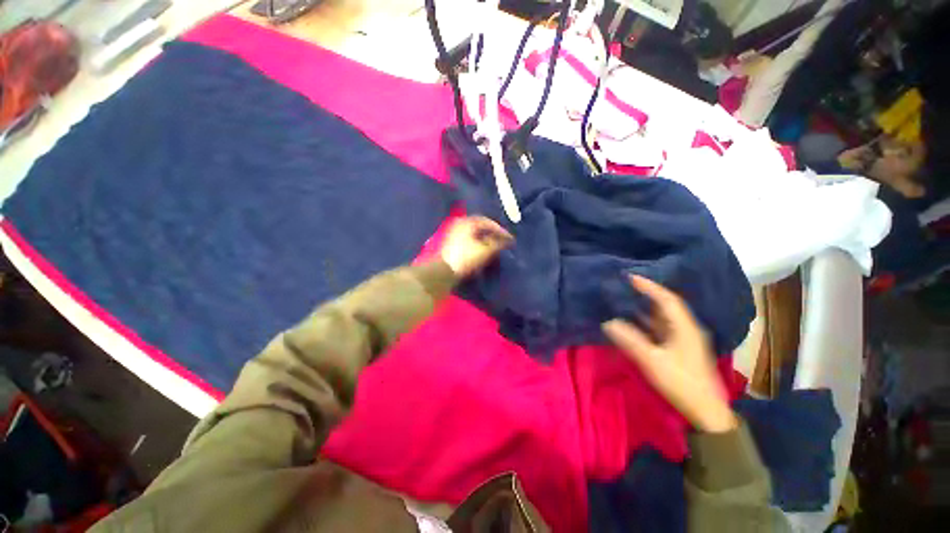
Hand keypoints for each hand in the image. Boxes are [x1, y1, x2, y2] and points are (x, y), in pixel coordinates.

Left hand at [439, 216, 512, 277]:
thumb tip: (507, 239)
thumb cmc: (466, 258)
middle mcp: (460, 223)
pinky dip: (478, 241)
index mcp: (467, 222)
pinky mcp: (452, 242)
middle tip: (502, 240)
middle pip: (480, 225)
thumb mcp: (485, 250)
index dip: (500, 230)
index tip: (509, 238)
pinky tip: (483, 249)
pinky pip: (469, 237)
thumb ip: (498, 242)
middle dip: (492, 233)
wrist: (445, 271)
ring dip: (485, 237)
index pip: (488, 222)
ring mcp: (454, 232)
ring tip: (494, 245)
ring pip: (474, 232)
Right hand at [603, 275, 737, 433]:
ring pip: (663, 317)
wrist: (705, 411)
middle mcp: (686, 328)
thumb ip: (630, 340)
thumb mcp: (652, 361)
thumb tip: (608, 322)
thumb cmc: (681, 382)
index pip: (667, 299)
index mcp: (684, 327)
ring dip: (645, 308)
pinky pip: (661, 328)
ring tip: (626, 299)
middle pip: (666, 305)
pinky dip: (647, 322)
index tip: (630, 277)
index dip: (649, 287)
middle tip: (625, 286)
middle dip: (646, 294)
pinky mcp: (679, 349)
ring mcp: (684, 339)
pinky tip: (634, 322)